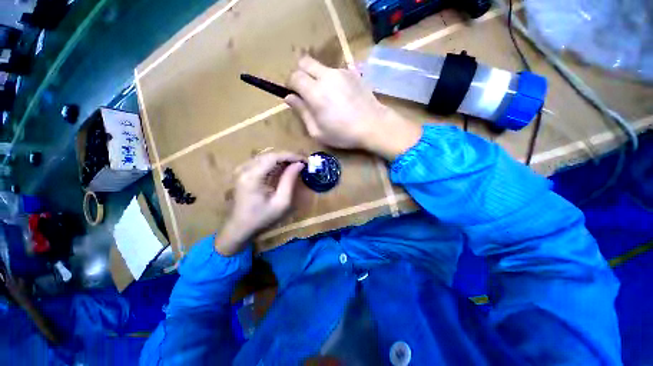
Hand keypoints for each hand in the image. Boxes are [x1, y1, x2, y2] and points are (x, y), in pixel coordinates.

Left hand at [215, 152, 304, 255]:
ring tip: (296, 165)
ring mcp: (242, 169)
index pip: (274, 157)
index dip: (291, 156)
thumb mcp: (281, 202)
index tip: (305, 160)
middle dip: (288, 157)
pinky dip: (274, 163)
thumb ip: (289, 180)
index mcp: (252, 176)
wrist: (239, 228)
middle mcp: (244, 168)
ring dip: (282, 159)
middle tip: (302, 162)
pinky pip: (261, 162)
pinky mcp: (243, 172)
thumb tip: (299, 164)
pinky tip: (283, 169)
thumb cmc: (262, 218)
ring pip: (266, 157)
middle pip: (270, 154)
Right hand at [285, 56, 421, 159]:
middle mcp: (326, 76)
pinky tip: (340, 96)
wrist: (374, 126)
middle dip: (300, 73)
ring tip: (326, 97)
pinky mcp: (352, 73)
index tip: (294, 95)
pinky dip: (331, 79)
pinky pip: (334, 71)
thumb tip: (289, 97)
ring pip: (320, 66)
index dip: (290, 84)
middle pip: (305, 61)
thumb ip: (302, 112)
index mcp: (315, 92)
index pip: (294, 76)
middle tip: (306, 91)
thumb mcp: (317, 131)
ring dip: (317, 77)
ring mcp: (341, 72)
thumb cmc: (343, 134)